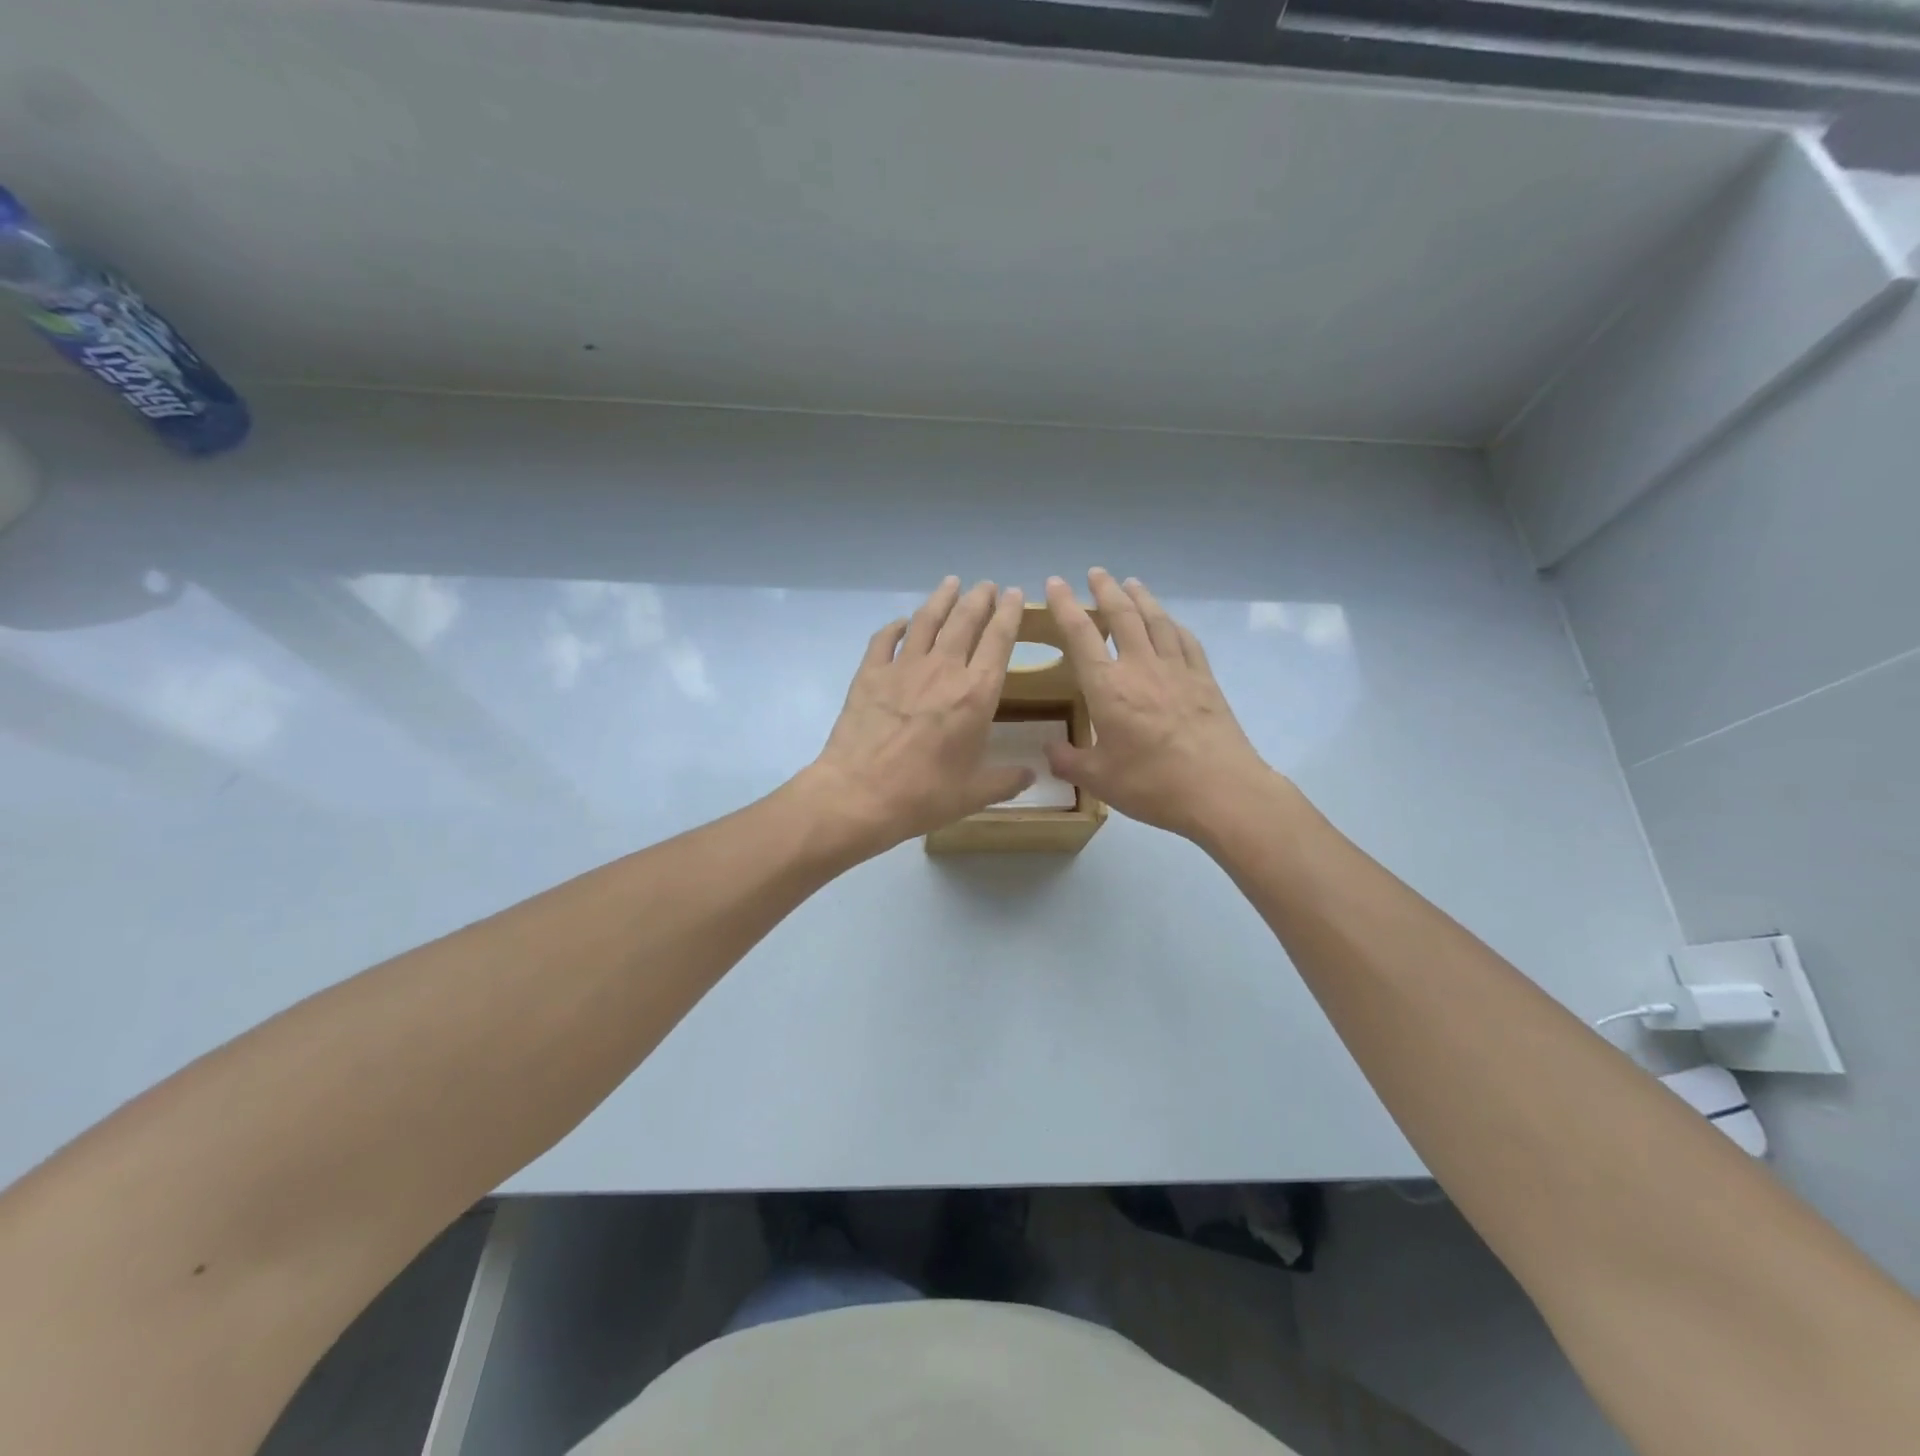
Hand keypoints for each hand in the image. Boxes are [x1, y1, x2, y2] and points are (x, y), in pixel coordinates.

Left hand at [801, 577, 1032, 857]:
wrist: (859, 794)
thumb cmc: (923, 794)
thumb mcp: (974, 793)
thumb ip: (1005, 780)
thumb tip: (1031, 775)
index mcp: (976, 695)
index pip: (998, 641)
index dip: (1009, 614)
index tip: (1014, 594)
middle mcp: (943, 670)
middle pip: (964, 621)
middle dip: (979, 599)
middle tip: (986, 585)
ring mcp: (903, 668)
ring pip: (927, 621)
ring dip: (941, 599)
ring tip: (951, 583)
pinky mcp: (870, 674)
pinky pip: (884, 639)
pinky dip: (895, 627)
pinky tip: (901, 622)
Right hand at [1044, 569, 1273, 841]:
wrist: (1220, 791)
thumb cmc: (1152, 784)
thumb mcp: (1099, 779)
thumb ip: (1068, 761)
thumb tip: (1048, 750)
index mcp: (1108, 688)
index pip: (1080, 634)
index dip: (1064, 605)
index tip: (1055, 583)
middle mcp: (1141, 667)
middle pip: (1122, 615)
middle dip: (1106, 590)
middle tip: (1095, 573)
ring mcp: (1178, 670)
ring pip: (1157, 621)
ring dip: (1142, 598)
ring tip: (1132, 583)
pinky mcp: (1205, 681)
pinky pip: (1187, 641)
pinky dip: (1174, 625)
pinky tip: (1171, 622)